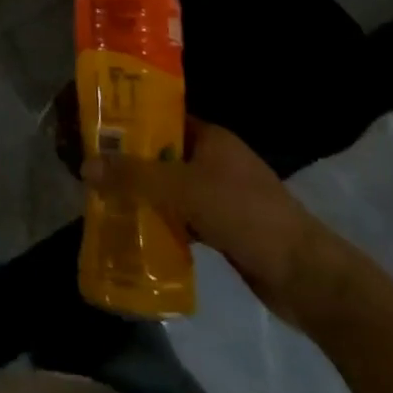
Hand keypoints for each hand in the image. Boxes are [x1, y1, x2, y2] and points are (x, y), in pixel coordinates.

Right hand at [84, 118, 340, 324]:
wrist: (306, 277)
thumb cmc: (246, 215)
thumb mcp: (185, 189)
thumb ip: (135, 177)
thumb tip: (86, 166)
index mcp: (209, 136)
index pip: (159, 116)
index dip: (126, 118)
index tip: (93, 125)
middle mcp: (213, 159)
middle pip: (159, 152)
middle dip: (126, 158)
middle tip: (87, 163)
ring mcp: (219, 194)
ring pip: (167, 186)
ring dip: (140, 192)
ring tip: (100, 195)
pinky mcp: (221, 227)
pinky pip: (178, 216)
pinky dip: (157, 220)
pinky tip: (131, 229)